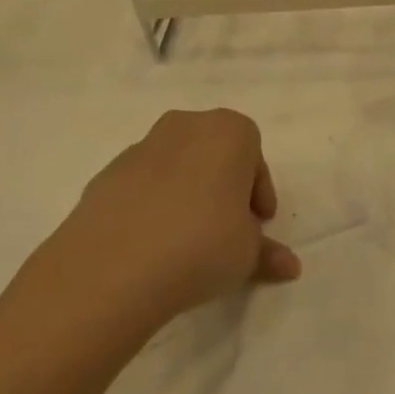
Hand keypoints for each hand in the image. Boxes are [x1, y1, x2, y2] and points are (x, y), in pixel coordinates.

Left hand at [30, 109, 300, 344]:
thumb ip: (267, 254)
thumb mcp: (246, 254)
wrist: (111, 267)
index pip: (254, 155)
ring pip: (176, 167)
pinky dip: (151, 206)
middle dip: (223, 186)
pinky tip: (150, 246)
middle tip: (226, 228)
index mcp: (228, 132)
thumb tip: (289, 266)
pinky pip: (142, 186)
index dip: (258, 192)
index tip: (257, 224)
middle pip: (214, 153)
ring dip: (186, 194)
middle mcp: (186, 126)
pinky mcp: (105, 174)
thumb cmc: (201, 245)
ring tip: (185, 242)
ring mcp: (141, 147)